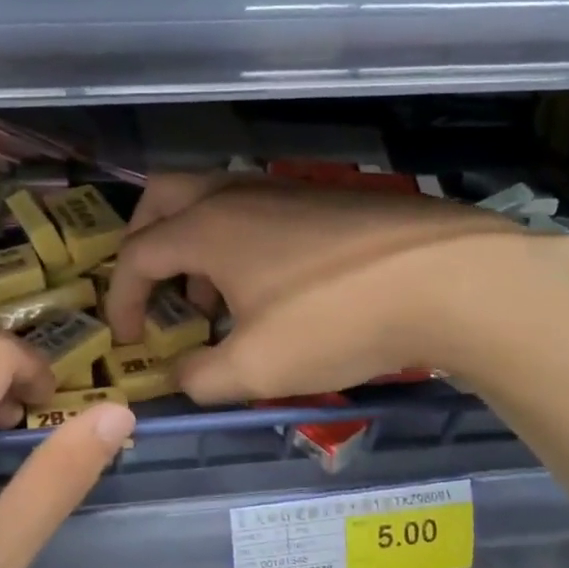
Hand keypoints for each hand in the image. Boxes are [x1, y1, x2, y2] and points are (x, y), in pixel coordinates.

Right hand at [105, 173, 568, 402]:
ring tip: (213, 299)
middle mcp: (235, 195)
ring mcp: (281, 189)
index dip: (122, 299)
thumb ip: (201, 378)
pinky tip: (268, 287)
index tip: (130, 340)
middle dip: (143, 241)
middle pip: (163, 198)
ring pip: (211, 201)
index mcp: (207, 228)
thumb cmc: (335, 320)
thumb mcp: (256, 368)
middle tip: (152, 286)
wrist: (447, 279)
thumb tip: (179, 378)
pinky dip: (236, 241)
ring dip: (193, 244)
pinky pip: (253, 210)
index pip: (137, 255)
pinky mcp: (321, 198)